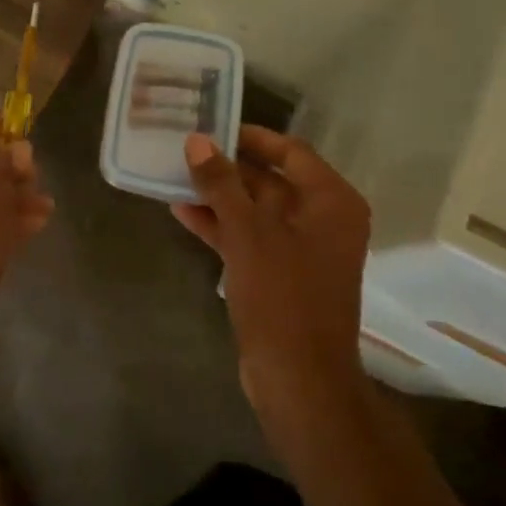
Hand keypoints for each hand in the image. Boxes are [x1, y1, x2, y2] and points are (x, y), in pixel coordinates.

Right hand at [172, 126, 371, 414]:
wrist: (299, 378)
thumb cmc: (282, 295)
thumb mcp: (248, 232)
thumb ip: (222, 184)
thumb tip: (198, 141)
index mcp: (330, 202)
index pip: (290, 152)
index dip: (251, 138)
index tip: (213, 127)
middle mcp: (322, 220)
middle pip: (271, 180)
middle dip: (228, 168)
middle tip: (185, 150)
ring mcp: (302, 250)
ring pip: (256, 210)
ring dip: (219, 197)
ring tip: (175, 177)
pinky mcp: (281, 275)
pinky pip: (249, 238)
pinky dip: (221, 226)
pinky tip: (183, 212)